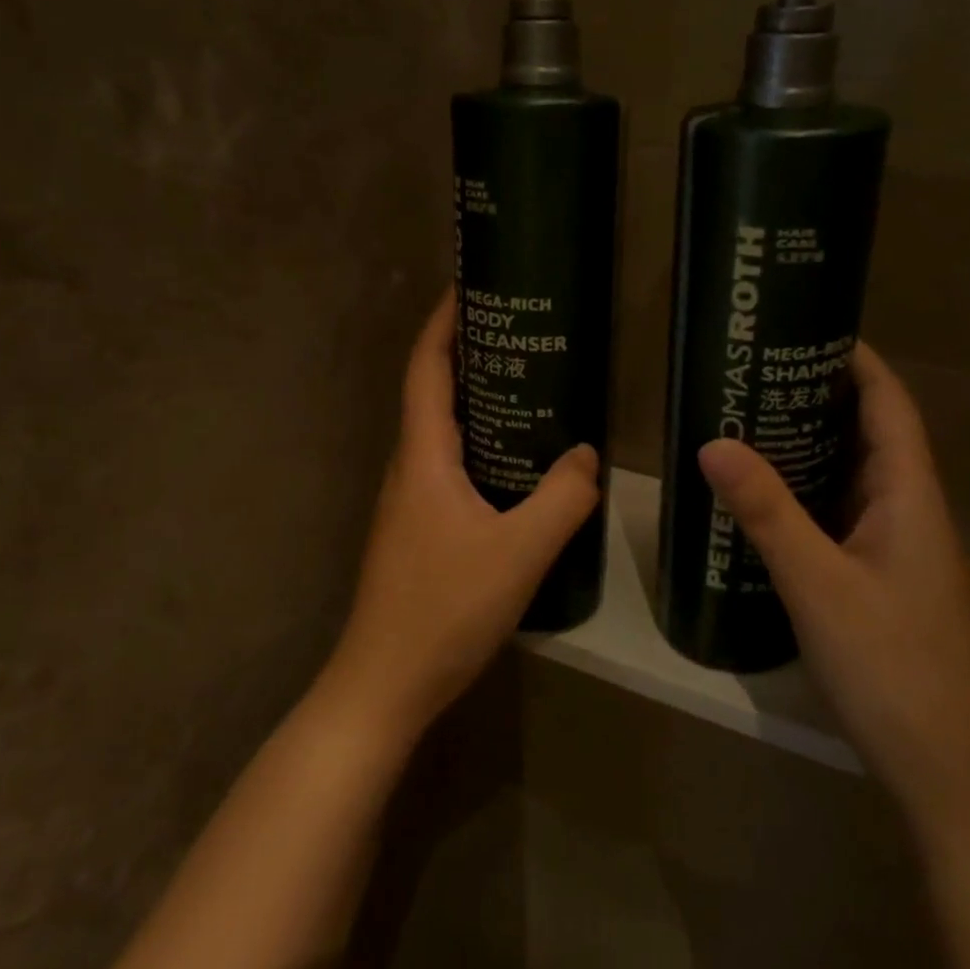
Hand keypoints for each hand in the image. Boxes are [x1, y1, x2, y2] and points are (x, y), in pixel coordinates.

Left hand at [319, 289, 600, 742]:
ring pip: (442, 433)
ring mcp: (409, 502)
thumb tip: (585, 455)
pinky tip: (515, 463)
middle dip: (467, 353)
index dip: (443, 322)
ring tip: (526, 386)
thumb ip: (562, 498)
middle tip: (519, 332)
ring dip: (474, 400)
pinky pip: (449, 467)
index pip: (426, 369)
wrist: (384, 683)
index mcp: (423, 457)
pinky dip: (478, 444)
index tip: (469, 285)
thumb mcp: (520, 551)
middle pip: (432, 393)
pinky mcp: (418, 530)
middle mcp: (409, 468)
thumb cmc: (445, 609)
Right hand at [698, 341, 969, 834]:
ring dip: (812, 450)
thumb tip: (713, 442)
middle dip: (821, 400)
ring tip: (750, 426)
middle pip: (870, 438)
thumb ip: (767, 513)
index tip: (808, 329)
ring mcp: (899, 555)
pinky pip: (844, 521)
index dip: (858, 363)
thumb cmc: (894, 669)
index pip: (890, 407)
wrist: (953, 778)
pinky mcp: (884, 587)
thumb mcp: (819, 585)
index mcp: (911, 499)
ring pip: (854, 482)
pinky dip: (809, 498)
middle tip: (756, 377)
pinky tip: (768, 506)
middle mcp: (911, 516)